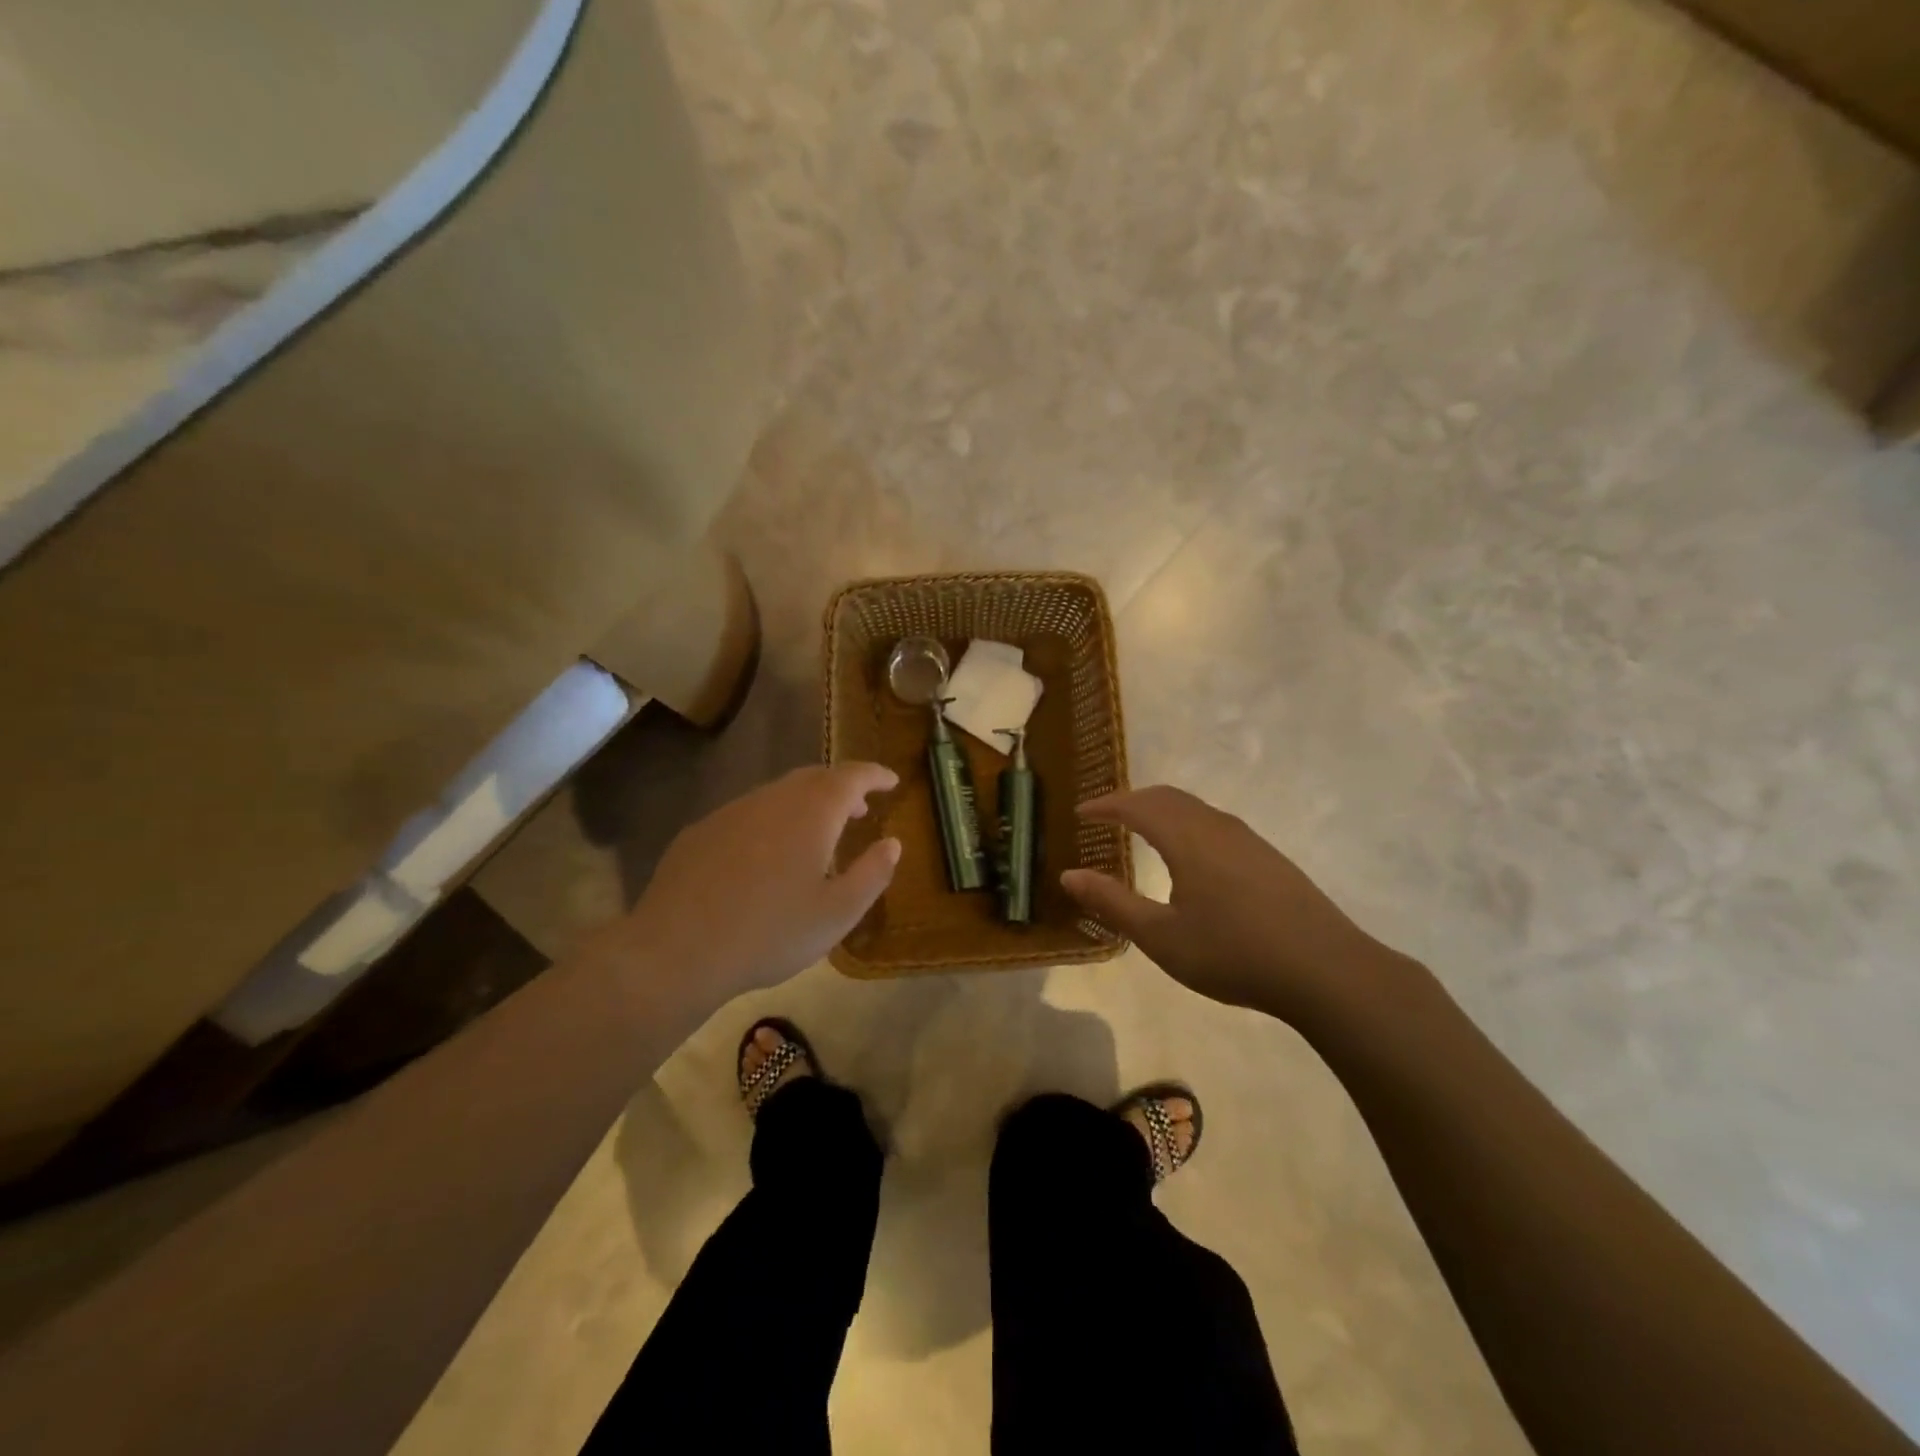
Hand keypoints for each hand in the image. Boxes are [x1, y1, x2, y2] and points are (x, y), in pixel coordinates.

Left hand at [602, 763, 900, 1016]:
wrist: (677, 951)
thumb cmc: (770, 933)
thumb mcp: (838, 913)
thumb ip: (872, 873)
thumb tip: (893, 843)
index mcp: (812, 812)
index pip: (852, 777)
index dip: (875, 775)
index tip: (892, 781)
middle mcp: (773, 799)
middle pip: (814, 778)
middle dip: (842, 788)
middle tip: (860, 808)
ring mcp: (731, 812)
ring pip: (779, 794)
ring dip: (806, 804)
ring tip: (818, 833)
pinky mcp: (701, 832)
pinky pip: (749, 814)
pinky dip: (772, 821)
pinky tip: (766, 856)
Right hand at [1060, 785, 1386, 1021]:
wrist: (1327, 970)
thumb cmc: (1234, 953)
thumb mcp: (1162, 937)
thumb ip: (1113, 903)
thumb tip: (1069, 875)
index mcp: (1188, 838)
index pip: (1137, 806)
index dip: (1105, 806)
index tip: (1081, 813)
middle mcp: (1217, 827)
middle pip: (1167, 797)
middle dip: (1132, 800)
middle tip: (1105, 816)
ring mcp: (1248, 840)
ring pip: (1194, 808)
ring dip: (1161, 810)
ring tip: (1141, 830)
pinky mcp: (1269, 857)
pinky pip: (1214, 823)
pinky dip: (1186, 824)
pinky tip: (1190, 856)